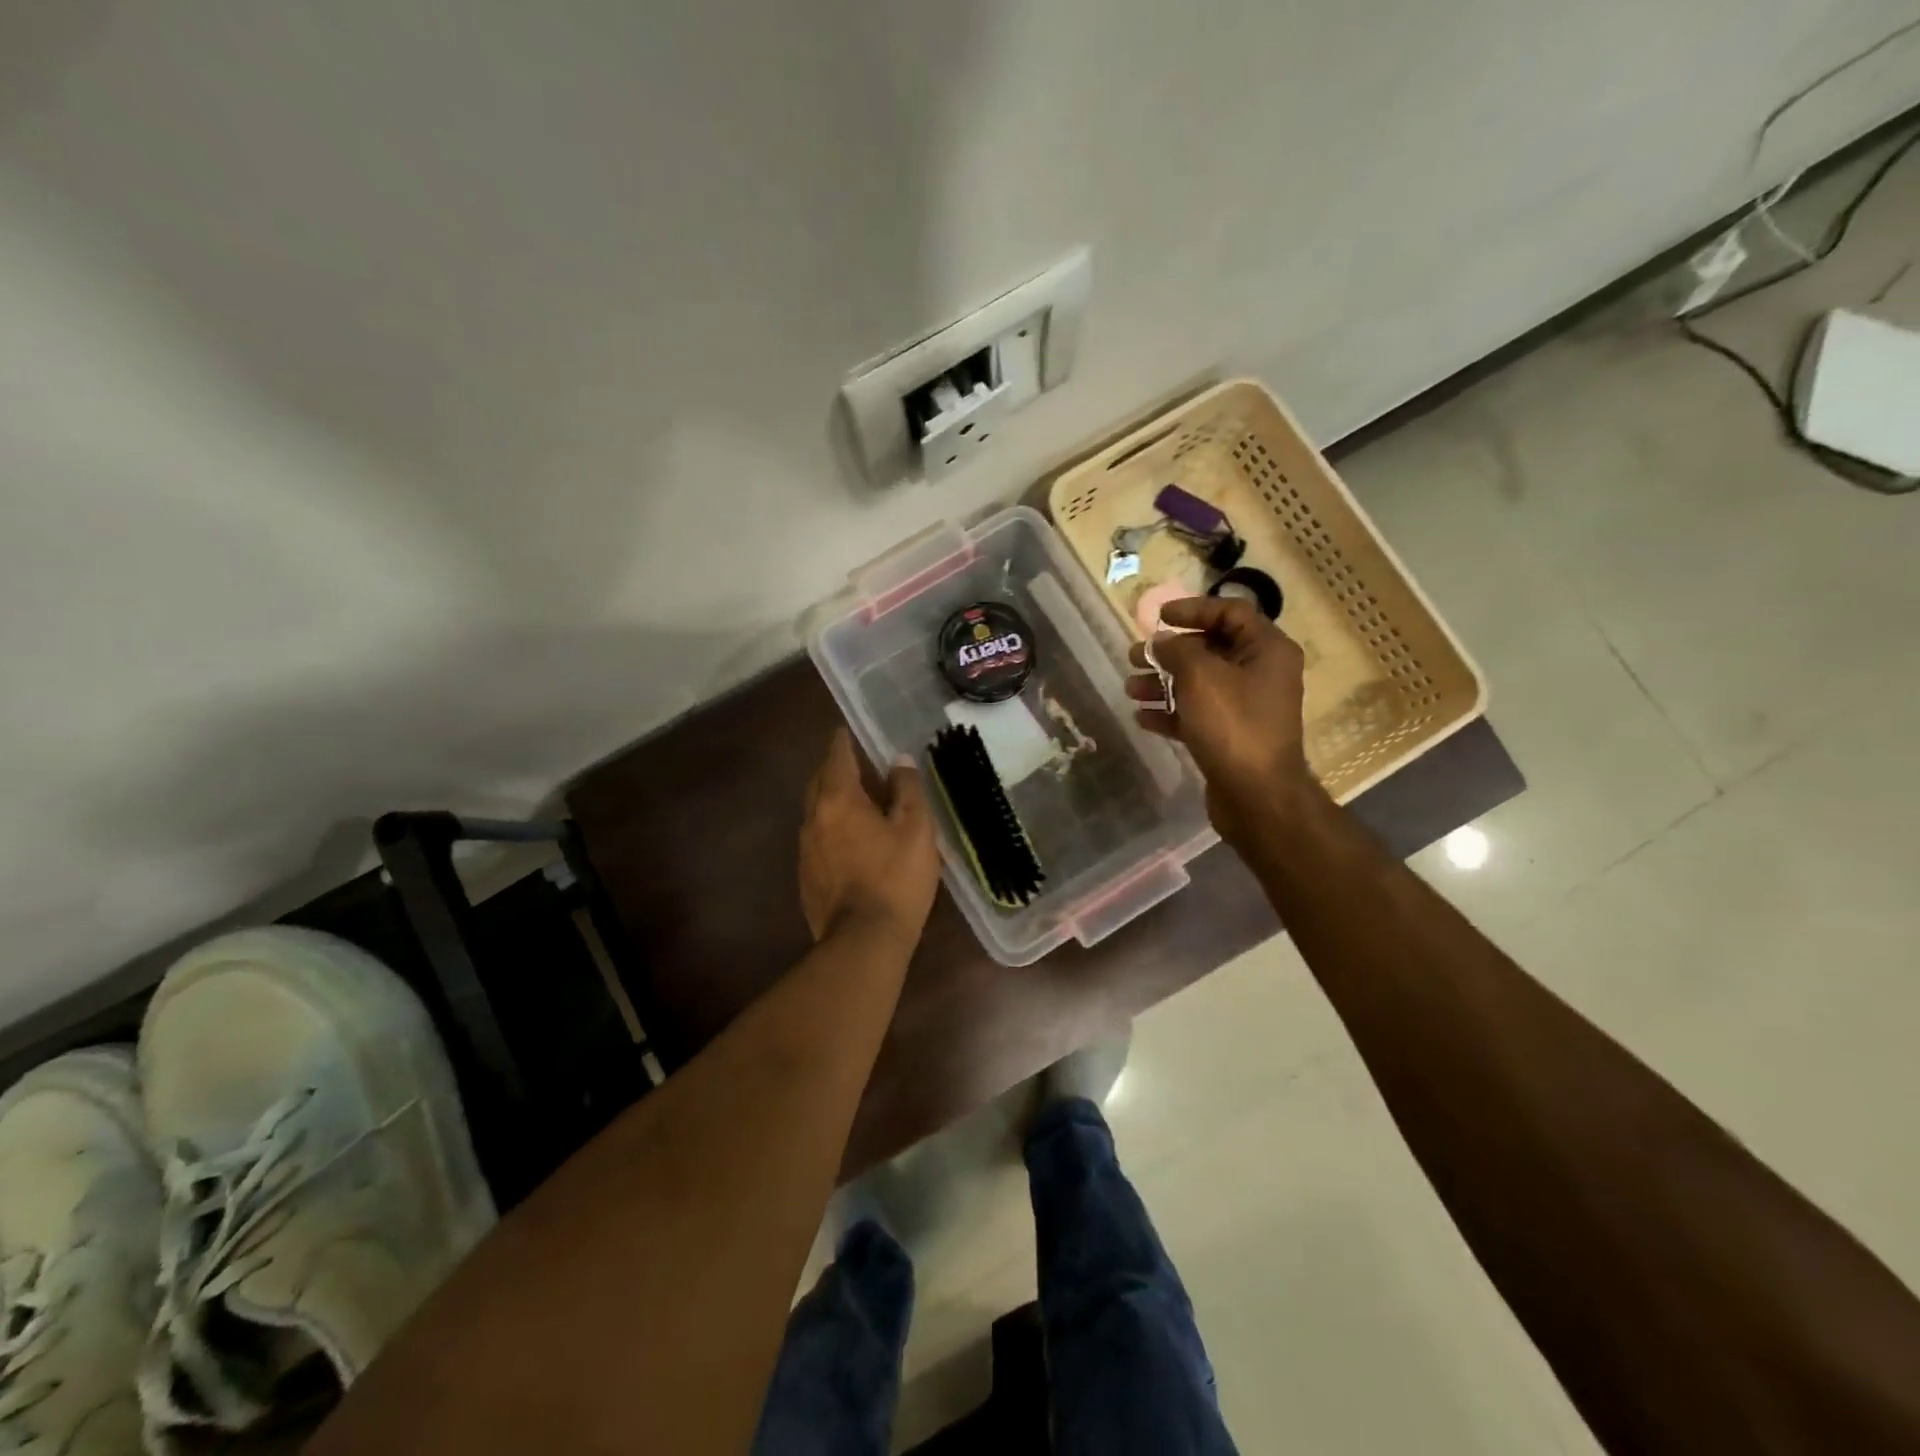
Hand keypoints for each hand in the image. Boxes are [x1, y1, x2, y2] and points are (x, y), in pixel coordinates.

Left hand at [799, 728, 940, 945]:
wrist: (864, 940)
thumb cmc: (896, 878)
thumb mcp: (916, 828)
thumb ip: (908, 789)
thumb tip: (899, 761)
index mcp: (839, 799)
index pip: (836, 756)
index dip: (844, 741)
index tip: (849, 731)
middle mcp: (814, 817)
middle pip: (818, 780)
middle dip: (834, 768)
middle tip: (857, 765)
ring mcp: (805, 849)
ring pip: (815, 810)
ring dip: (831, 799)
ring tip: (856, 802)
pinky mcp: (806, 876)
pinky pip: (816, 838)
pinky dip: (830, 828)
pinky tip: (849, 841)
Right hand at [1124, 596, 1313, 842]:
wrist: (1256, 795)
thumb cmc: (1233, 725)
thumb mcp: (1200, 677)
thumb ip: (1176, 650)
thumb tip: (1161, 642)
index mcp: (1266, 650)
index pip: (1230, 612)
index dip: (1193, 609)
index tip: (1159, 617)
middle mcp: (1260, 673)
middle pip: (1210, 649)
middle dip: (1169, 652)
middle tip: (1134, 656)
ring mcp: (1245, 707)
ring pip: (1198, 684)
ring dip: (1162, 683)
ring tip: (1130, 688)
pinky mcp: (1230, 736)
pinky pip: (1196, 714)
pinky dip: (1170, 712)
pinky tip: (1142, 717)